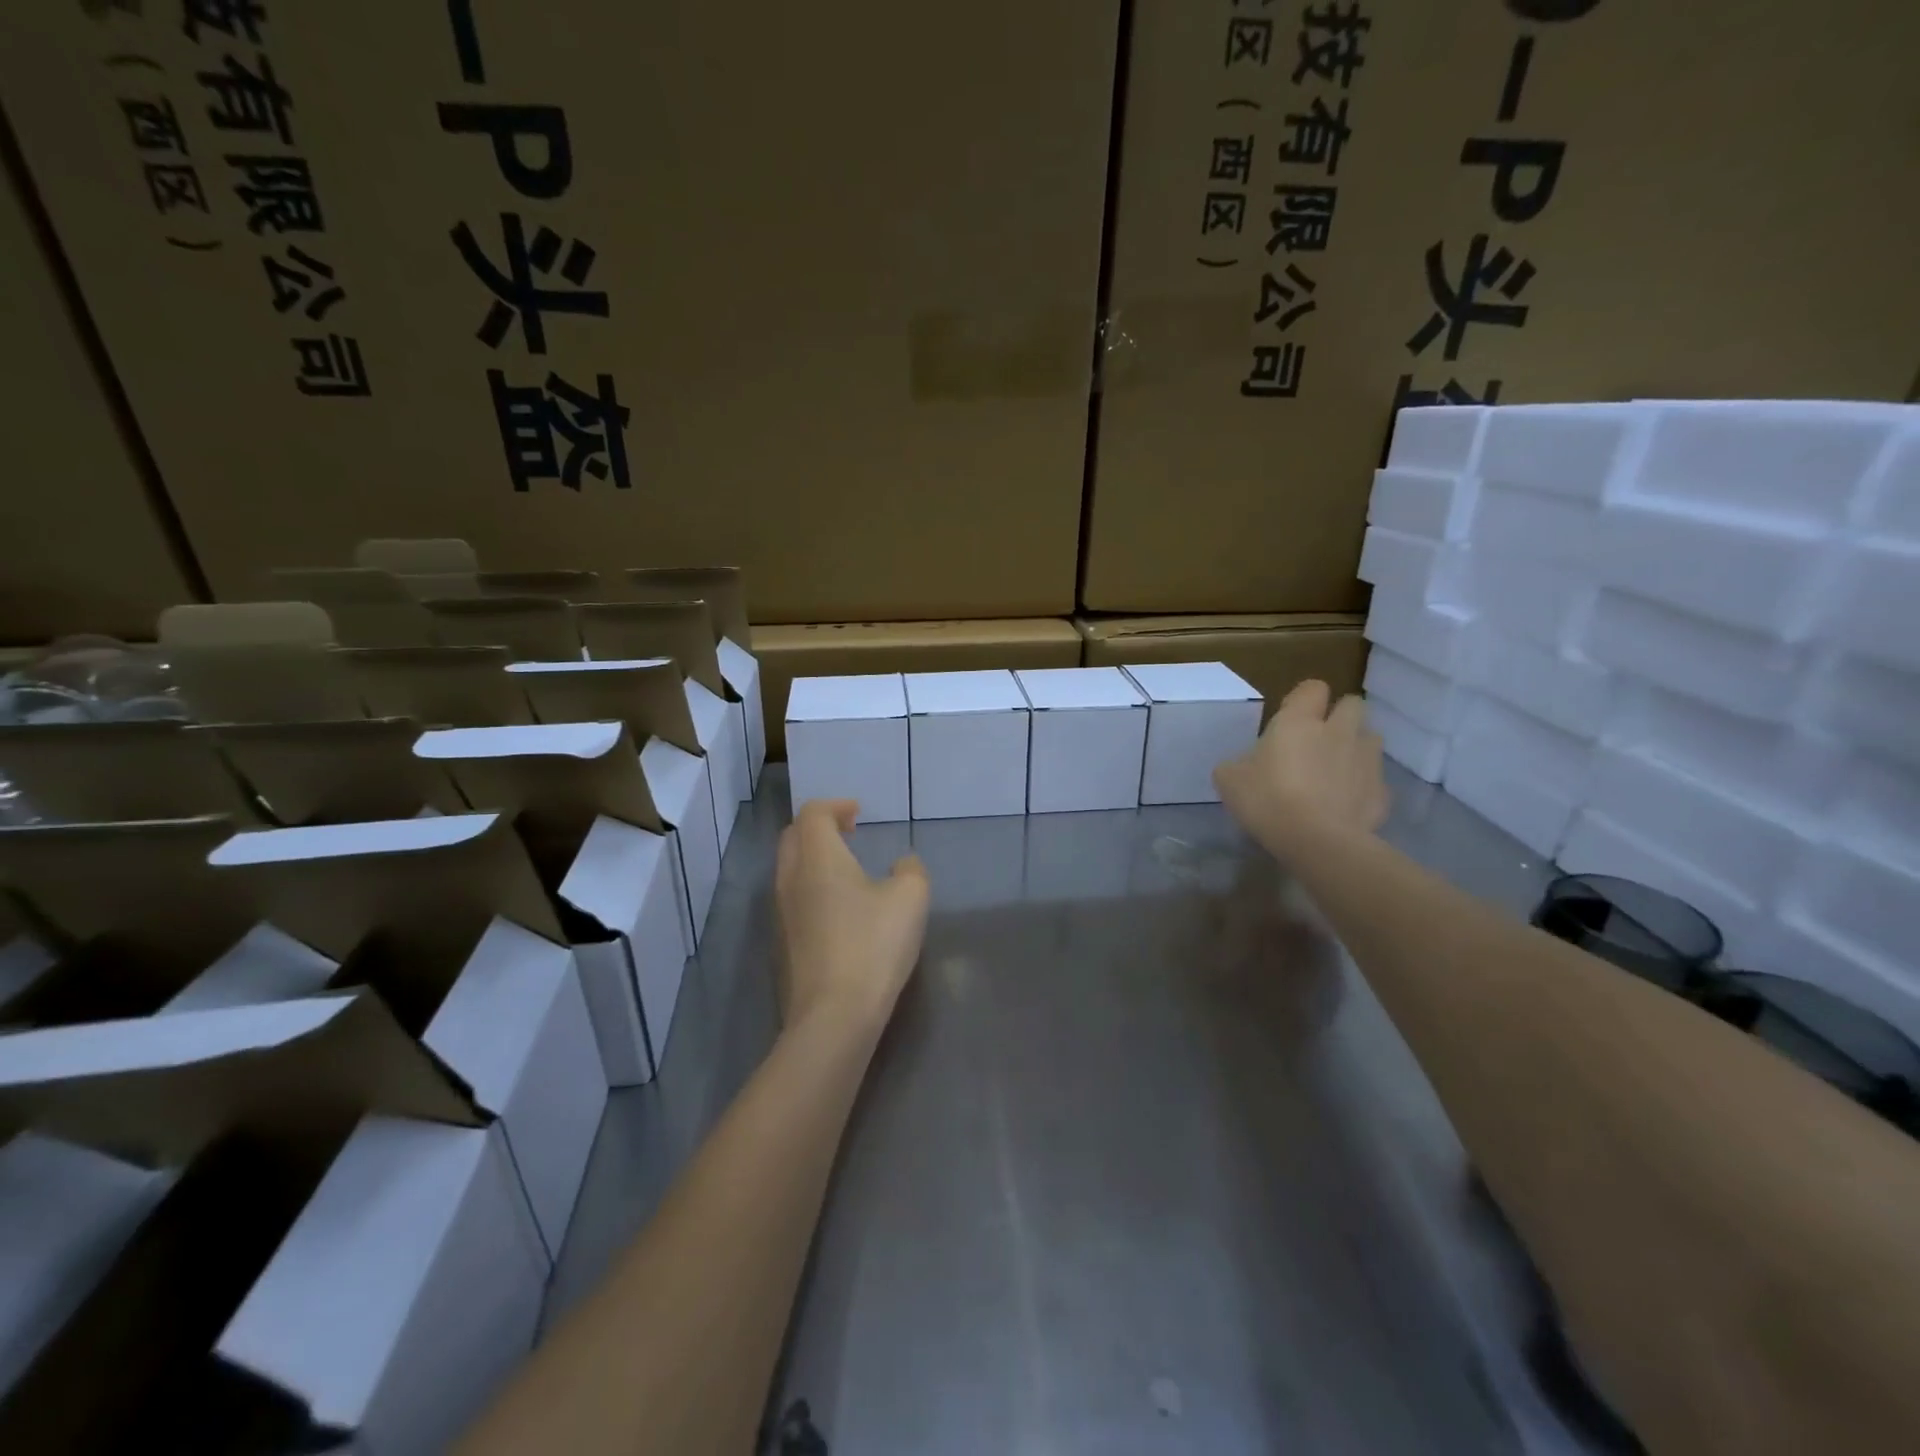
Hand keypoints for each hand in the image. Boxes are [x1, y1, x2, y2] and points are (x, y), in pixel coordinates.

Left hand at [776, 799, 929, 1029]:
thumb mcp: (910, 898)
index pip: (813, 813)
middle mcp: (791, 878)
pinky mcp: (782, 944)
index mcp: (818, 857)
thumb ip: (910, 870)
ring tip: (846, 868)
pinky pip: (792, 898)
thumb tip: (902, 864)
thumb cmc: (873, 944)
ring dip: (813, 858)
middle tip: (848, 832)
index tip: (858, 814)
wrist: (833, 1015)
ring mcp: (781, 913)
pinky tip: (839, 908)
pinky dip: (811, 886)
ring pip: (789, 869)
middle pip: (793, 837)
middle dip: (818, 827)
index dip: (835, 806)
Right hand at [1214, 680, 1388, 858]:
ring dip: (1355, 748)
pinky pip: (1374, 780)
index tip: (1291, 718)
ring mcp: (1366, 760)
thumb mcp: (1229, 780)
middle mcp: (1339, 731)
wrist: (1317, 841)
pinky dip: (1362, 787)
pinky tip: (1344, 805)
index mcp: (1299, 721)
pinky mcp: (1382, 792)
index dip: (1304, 699)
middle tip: (1318, 740)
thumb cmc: (1268, 800)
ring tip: (1335, 772)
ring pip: (1370, 738)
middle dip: (1340, 716)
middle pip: (1353, 704)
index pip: (1312, 688)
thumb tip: (1243, 765)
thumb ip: (1237, 764)